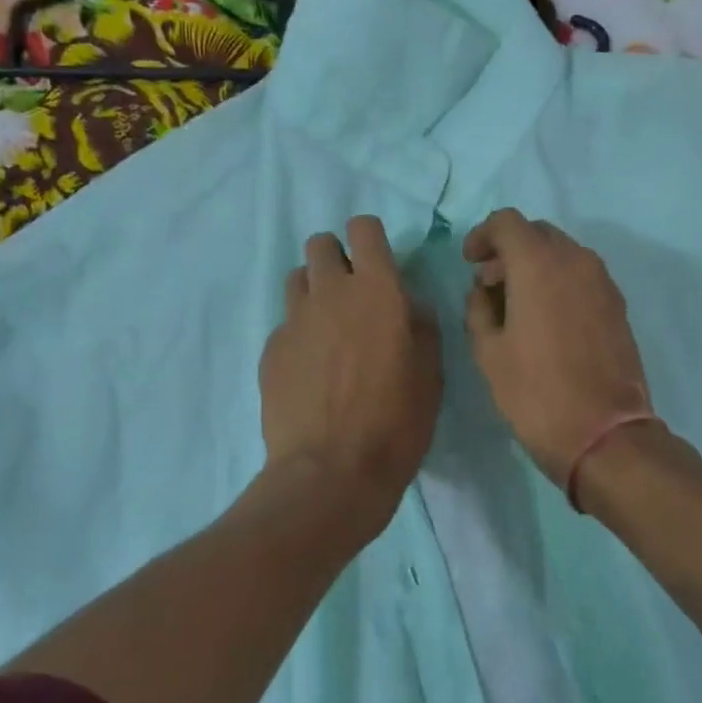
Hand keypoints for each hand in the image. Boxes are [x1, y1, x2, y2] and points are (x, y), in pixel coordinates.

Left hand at [260, 216, 441, 535]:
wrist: (331, 473)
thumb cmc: (396, 424)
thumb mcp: (431, 375)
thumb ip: (421, 327)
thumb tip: (409, 306)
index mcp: (377, 291)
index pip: (363, 229)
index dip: (370, 238)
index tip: (378, 261)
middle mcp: (330, 293)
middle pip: (320, 244)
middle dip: (336, 257)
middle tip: (352, 293)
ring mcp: (294, 320)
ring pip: (297, 278)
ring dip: (314, 289)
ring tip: (329, 327)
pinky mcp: (271, 349)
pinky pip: (285, 323)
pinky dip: (299, 332)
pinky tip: (311, 369)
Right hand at [462, 209, 653, 487]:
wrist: (604, 434)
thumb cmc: (535, 392)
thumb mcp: (488, 351)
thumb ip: (479, 308)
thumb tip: (486, 290)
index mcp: (539, 263)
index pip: (507, 222)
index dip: (482, 235)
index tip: (469, 261)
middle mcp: (576, 260)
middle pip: (537, 233)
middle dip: (509, 249)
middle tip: (489, 283)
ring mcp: (603, 282)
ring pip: (562, 253)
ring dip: (535, 265)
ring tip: (515, 303)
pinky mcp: (617, 305)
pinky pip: (581, 276)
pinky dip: (558, 282)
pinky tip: (545, 318)